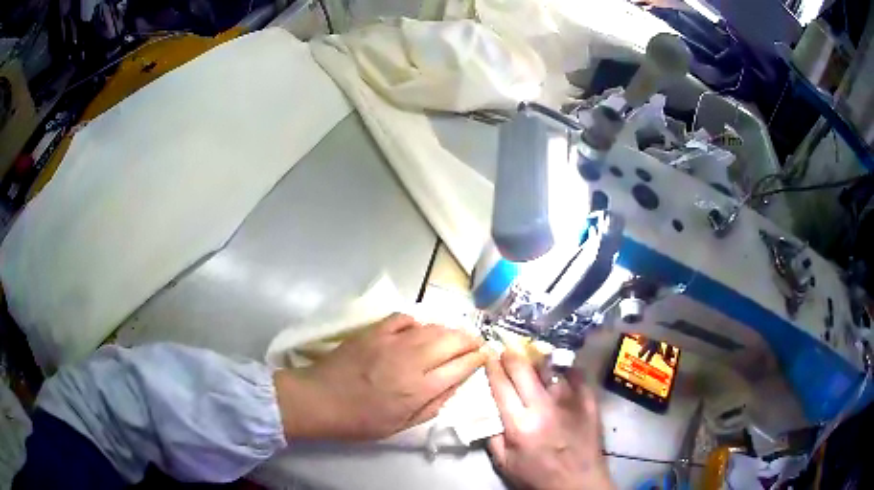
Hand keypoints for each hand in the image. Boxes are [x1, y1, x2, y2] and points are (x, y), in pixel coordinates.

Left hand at [274, 313, 486, 440]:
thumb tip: (454, 386)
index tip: (484, 355)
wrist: (319, 400)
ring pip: (431, 328)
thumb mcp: (400, 426)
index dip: (477, 359)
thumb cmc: (360, 421)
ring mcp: (391, 342)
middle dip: (469, 339)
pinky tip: (418, 329)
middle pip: (451, 341)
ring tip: (454, 335)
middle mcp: (411, 361)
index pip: (460, 367)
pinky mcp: (373, 332)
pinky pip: (403, 319)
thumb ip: (432, 406)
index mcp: (419, 389)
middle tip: (474, 342)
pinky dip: (417, 322)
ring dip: (448, 330)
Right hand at [486, 352, 613, 489]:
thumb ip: (492, 436)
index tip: (488, 355)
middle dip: (512, 356)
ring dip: (537, 362)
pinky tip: (559, 370)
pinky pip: (575, 375)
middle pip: (524, 369)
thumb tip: (487, 410)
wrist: (579, 483)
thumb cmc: (538, 476)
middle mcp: (544, 407)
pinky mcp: (588, 401)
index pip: (501, 386)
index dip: (492, 367)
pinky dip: (564, 370)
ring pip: (550, 369)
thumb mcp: (505, 464)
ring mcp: (569, 401)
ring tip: (533, 359)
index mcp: (520, 425)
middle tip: (507, 352)